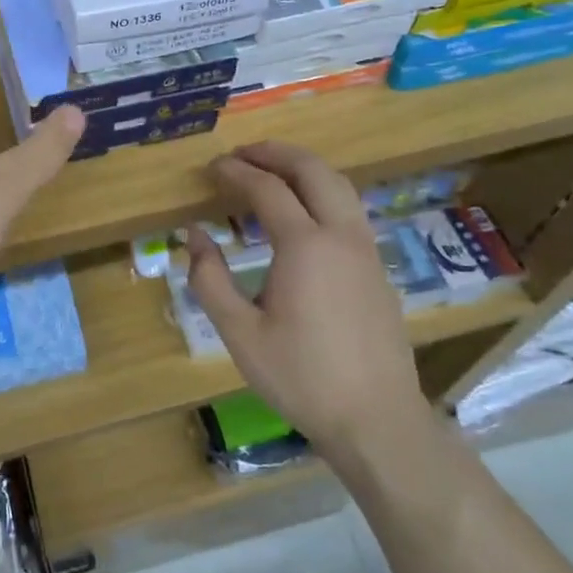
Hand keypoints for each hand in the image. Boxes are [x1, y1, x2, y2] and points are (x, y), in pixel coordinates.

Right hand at [186, 142, 428, 460]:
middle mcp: (341, 235)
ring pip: (339, 184)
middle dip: (275, 153)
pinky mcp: (378, 266)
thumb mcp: (240, 333)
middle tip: (242, 154)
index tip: (212, 168)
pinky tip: (303, 210)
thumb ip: (210, 279)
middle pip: (312, 170)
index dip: (236, 172)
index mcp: (305, 246)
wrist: (377, 419)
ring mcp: (366, 249)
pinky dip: (322, 190)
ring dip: (303, 167)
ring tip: (271, 170)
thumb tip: (194, 235)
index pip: (267, 189)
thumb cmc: (301, 377)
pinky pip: (349, 207)